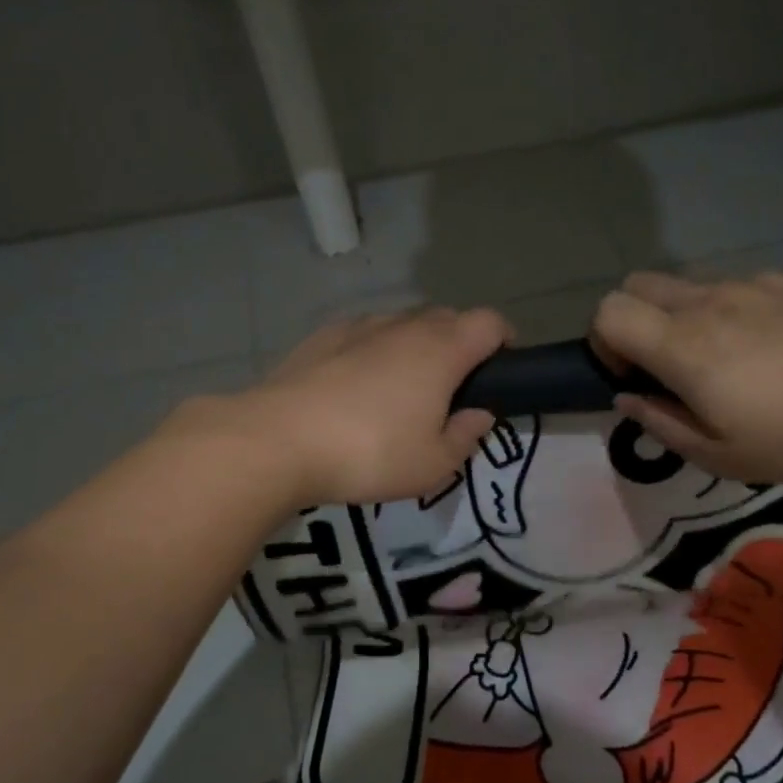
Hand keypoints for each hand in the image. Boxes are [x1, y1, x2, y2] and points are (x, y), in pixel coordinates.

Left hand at [200, 307, 512, 506]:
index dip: (504, 339)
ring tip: (400, 391)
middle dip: (460, 345)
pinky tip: (355, 387)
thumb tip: (479, 414)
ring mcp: (359, 326)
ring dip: (414, 347)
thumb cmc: (370, 454)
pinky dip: (373, 351)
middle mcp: (404, 326)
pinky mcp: (322, 336)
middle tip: (451, 390)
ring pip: (403, 325)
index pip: (490, 322)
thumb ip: (466, 436)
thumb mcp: (433, 465)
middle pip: (448, 318)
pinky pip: (364, 335)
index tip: (501, 369)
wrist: (279, 440)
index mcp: (442, 350)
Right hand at [592, 271, 782, 481]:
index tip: (631, 377)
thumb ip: (662, 424)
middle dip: (632, 321)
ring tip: (722, 359)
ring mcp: (747, 285)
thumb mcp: (724, 456)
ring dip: (679, 316)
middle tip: (663, 365)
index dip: (603, 342)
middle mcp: (705, 303)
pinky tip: (769, 346)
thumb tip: (627, 398)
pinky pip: (732, 286)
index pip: (609, 312)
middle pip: (636, 285)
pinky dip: (726, 310)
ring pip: (684, 285)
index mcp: (682, 345)